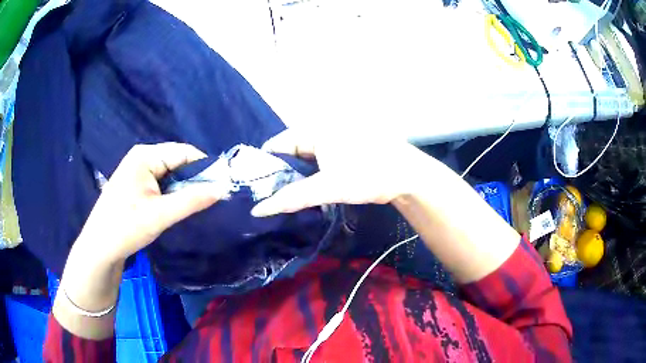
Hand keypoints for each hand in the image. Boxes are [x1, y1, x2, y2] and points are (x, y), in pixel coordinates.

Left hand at [75, 143, 224, 263]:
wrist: (100, 247)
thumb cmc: (126, 227)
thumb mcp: (160, 215)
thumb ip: (192, 200)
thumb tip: (223, 188)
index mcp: (145, 155)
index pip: (184, 152)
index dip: (204, 167)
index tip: (220, 186)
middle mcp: (141, 156)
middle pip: (177, 161)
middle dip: (193, 179)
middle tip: (208, 200)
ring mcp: (137, 169)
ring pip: (170, 173)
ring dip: (182, 188)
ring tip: (193, 206)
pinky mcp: (135, 183)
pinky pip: (160, 182)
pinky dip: (171, 193)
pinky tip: (174, 207)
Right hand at [251, 128, 428, 216]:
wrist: (408, 176)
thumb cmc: (369, 175)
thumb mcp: (328, 187)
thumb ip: (292, 197)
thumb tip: (259, 210)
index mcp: (315, 128)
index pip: (278, 144)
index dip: (266, 165)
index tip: (258, 188)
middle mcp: (322, 127)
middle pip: (291, 151)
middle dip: (282, 173)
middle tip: (272, 196)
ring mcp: (334, 137)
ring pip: (305, 157)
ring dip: (297, 175)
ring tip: (287, 196)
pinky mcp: (344, 148)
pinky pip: (319, 159)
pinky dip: (312, 173)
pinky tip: (309, 189)